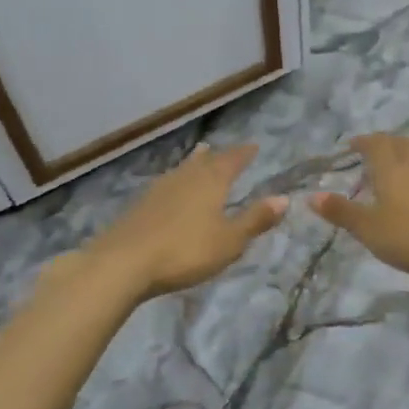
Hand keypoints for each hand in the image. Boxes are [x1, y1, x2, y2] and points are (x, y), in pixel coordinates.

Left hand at [84, 144, 286, 300]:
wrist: (124, 262)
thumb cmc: (185, 251)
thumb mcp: (229, 241)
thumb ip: (255, 219)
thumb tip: (284, 198)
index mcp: (211, 181)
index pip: (232, 160)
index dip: (244, 153)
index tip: (254, 147)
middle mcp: (186, 177)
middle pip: (205, 161)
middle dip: (218, 156)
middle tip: (226, 151)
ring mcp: (160, 188)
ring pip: (183, 169)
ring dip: (195, 163)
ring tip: (200, 156)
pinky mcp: (140, 205)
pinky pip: (167, 184)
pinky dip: (177, 181)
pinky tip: (172, 190)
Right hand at [311, 134, 408, 284]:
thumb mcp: (368, 229)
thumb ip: (340, 211)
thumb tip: (311, 195)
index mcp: (391, 170)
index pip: (375, 143)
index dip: (362, 141)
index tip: (351, 146)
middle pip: (401, 144)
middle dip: (386, 143)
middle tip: (374, 151)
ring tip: (400, 169)